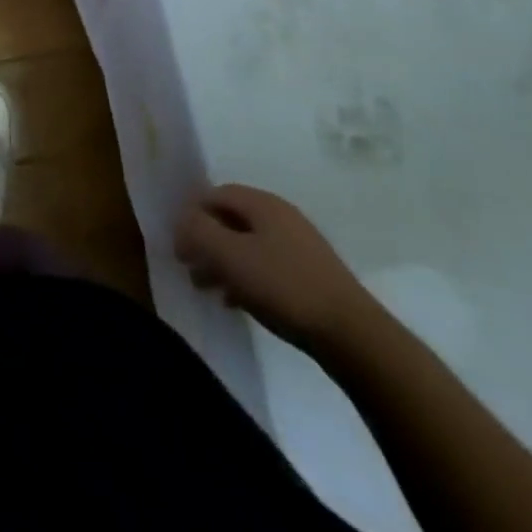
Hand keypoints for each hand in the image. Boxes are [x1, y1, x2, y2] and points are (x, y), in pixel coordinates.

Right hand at [174, 184, 374, 354]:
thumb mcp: (230, 255)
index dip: (190, 215)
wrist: (353, 337)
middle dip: (205, 241)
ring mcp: (299, 247)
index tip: (178, 245)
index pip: (214, 194)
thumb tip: (182, 221)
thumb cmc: (284, 287)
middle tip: (189, 269)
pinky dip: (245, 279)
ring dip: (222, 262)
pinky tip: (236, 302)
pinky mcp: (310, 276)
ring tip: (207, 289)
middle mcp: (281, 217)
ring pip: (247, 245)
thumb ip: (198, 231)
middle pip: (230, 220)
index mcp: (262, 204)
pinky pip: (266, 267)